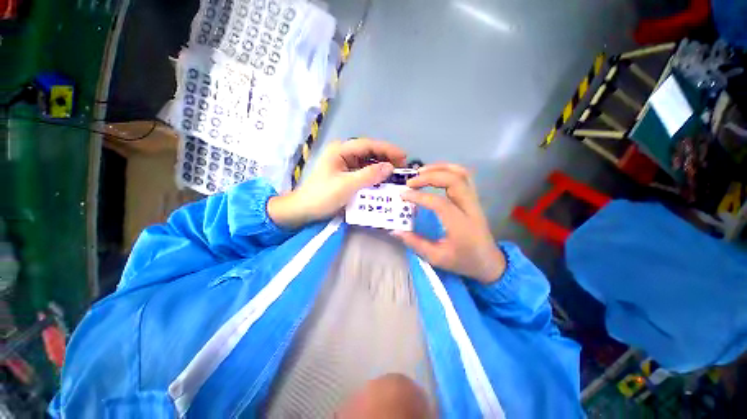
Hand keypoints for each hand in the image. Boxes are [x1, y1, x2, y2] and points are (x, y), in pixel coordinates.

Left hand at [268, 138, 406, 227]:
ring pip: (367, 161)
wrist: (304, 210)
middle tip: (403, 166)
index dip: (387, 149)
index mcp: (340, 150)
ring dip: (381, 167)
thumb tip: (390, 167)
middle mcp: (343, 153)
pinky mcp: (346, 174)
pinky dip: (374, 175)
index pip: (368, 144)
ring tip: (396, 173)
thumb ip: (369, 175)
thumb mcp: (347, 185)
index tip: (403, 156)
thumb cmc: (322, 196)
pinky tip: (383, 180)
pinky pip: (363, 171)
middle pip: (369, 151)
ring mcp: (344, 164)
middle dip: (386, 157)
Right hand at [393, 164, 505, 283]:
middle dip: (429, 176)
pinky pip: (464, 176)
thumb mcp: (436, 258)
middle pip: (453, 181)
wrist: (489, 262)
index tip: (403, 195)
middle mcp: (470, 208)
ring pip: (461, 174)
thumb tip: (395, 231)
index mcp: (460, 225)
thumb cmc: (463, 261)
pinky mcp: (473, 198)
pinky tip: (435, 173)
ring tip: (421, 172)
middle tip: (410, 181)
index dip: (419, 197)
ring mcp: (474, 201)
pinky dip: (448, 169)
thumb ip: (415, 243)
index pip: (439, 203)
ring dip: (440, 168)